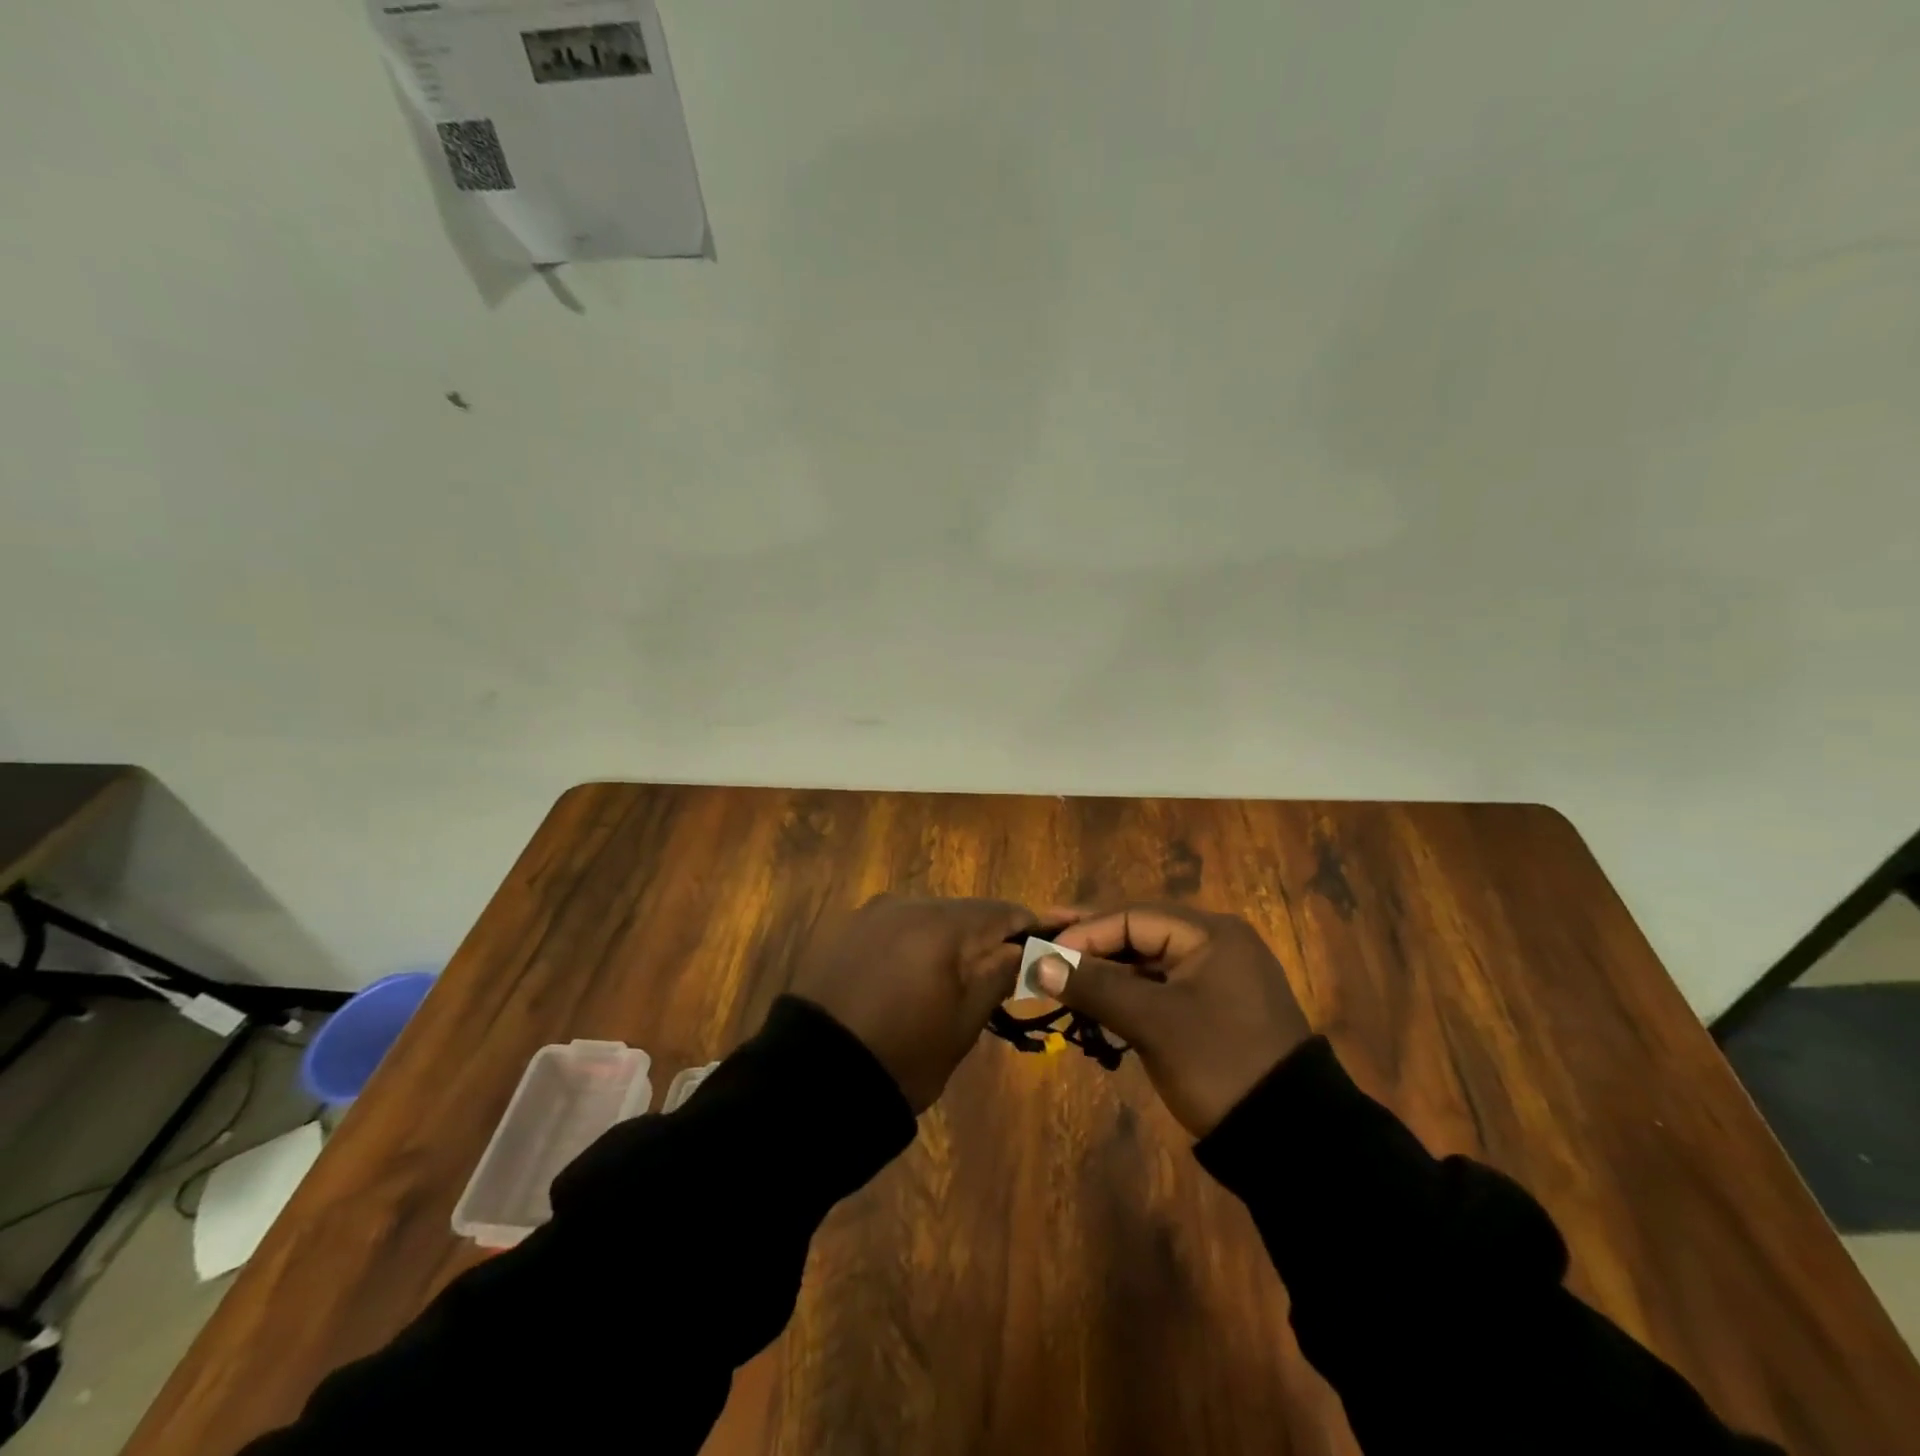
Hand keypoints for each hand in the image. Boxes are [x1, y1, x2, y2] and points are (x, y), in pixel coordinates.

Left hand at [790, 893, 1038, 1112]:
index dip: (1030, 925)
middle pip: (963, 912)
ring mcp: (870, 914)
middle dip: (987, 935)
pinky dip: (914, 944)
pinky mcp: (845, 930)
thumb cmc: (902, 1056)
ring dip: (948, 940)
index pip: (1001, 912)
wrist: (810, 1078)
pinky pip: (895, 928)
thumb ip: (997, 975)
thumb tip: (1025, 947)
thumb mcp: (963, 1023)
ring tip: (955, 977)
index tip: (1053, 940)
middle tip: (1004, 968)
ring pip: (927, 918)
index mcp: (940, 924)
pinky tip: (912, 975)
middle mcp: (906, 904)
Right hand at [1038, 905, 1312, 1136]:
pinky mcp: (1213, 1008)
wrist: (1289, 1138)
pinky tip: (1094, 999)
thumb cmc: (1218, 1063)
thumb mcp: (1152, 1022)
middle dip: (1090, 944)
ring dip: (1105, 969)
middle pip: (1138, 933)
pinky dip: (1127, 992)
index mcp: (1210, 933)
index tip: (1043, 952)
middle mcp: (1215, 944)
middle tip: (1042, 943)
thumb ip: (1094, 986)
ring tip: (1059, 973)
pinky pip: (1160, 987)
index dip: (1084, 933)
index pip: (1132, 917)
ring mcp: (1216, 977)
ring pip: (1147, 962)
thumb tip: (1036, 963)